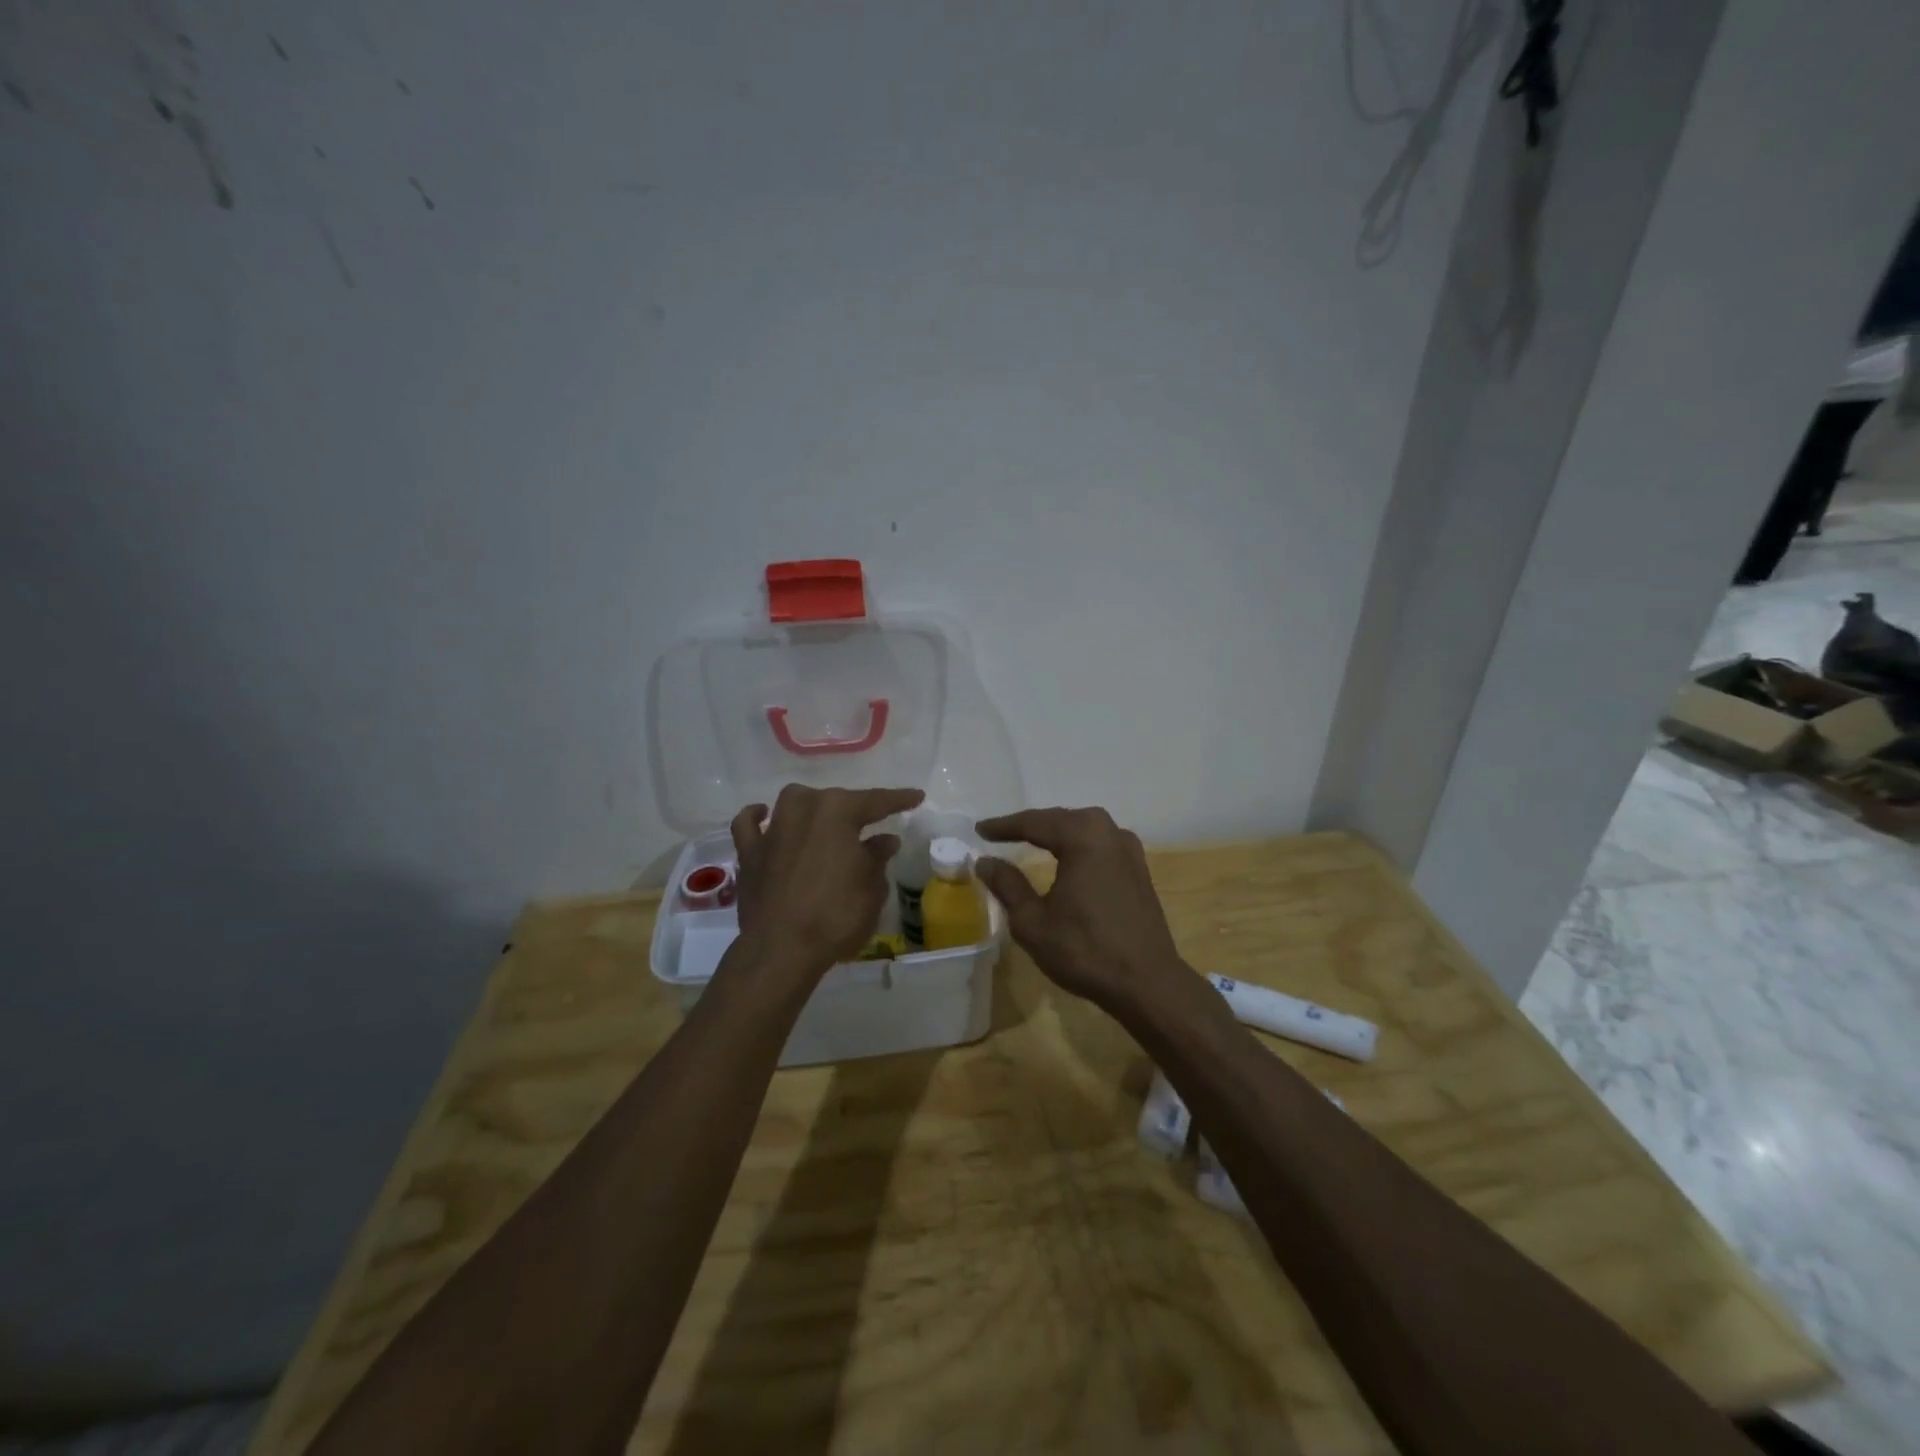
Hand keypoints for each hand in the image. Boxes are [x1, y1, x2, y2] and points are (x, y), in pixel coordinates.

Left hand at [728, 784, 923, 983]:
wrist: (782, 949)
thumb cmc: (836, 916)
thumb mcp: (872, 889)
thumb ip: (877, 858)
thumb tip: (884, 840)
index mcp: (838, 810)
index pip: (876, 801)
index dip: (899, 799)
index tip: (916, 797)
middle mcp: (803, 808)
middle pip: (835, 800)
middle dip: (855, 810)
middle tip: (872, 824)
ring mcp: (773, 829)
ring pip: (795, 803)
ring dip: (812, 808)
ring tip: (825, 820)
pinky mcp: (750, 852)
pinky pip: (750, 825)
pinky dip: (758, 819)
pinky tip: (765, 817)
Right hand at [974, 806, 1185, 1011]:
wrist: (1147, 983)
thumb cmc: (1085, 950)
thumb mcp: (1033, 922)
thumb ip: (1007, 885)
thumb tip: (985, 861)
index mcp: (1082, 837)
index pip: (1034, 823)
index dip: (1004, 826)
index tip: (979, 830)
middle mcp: (1109, 832)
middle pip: (1061, 819)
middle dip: (1030, 825)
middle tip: (1001, 833)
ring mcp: (1129, 849)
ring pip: (1083, 829)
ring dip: (1056, 833)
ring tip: (1030, 841)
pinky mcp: (1139, 868)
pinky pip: (1100, 844)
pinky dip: (1077, 845)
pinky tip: (1067, 858)